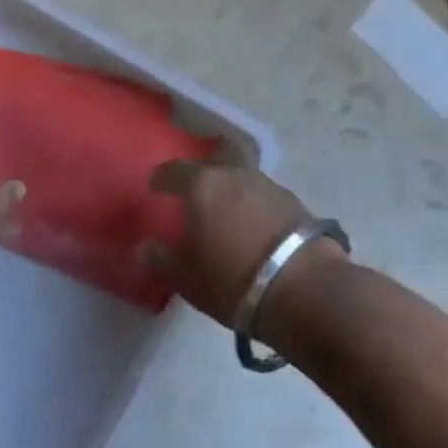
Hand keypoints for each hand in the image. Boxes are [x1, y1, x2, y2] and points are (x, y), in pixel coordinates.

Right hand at [148, 160, 341, 329]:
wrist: (303, 287)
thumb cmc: (232, 280)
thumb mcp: (187, 278)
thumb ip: (163, 259)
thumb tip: (145, 248)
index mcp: (203, 185)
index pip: (174, 170)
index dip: (162, 178)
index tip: (155, 187)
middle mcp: (234, 174)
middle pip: (214, 160)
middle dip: (202, 171)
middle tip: (194, 189)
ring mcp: (267, 184)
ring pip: (241, 175)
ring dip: (231, 187)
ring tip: (226, 210)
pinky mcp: (293, 201)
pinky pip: (262, 194)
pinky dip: (253, 203)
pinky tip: (252, 223)